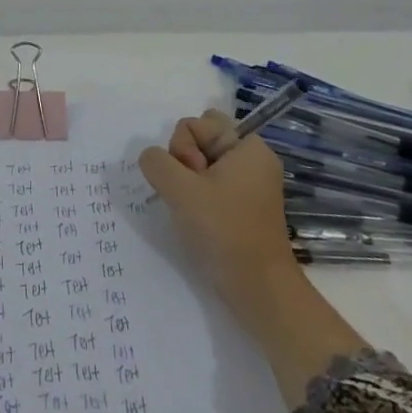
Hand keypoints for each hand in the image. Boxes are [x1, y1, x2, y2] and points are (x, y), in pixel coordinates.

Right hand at [138, 111, 295, 290]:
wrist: (258, 289)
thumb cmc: (224, 231)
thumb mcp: (180, 189)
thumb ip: (156, 161)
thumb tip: (153, 158)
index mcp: (248, 146)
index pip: (196, 123)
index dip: (183, 149)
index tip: (194, 181)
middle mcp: (251, 158)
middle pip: (199, 140)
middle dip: (184, 162)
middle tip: (193, 195)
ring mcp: (248, 183)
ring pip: (201, 164)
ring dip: (188, 183)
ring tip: (196, 211)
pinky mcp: (242, 205)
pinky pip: (210, 184)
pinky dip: (198, 197)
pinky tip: (198, 219)